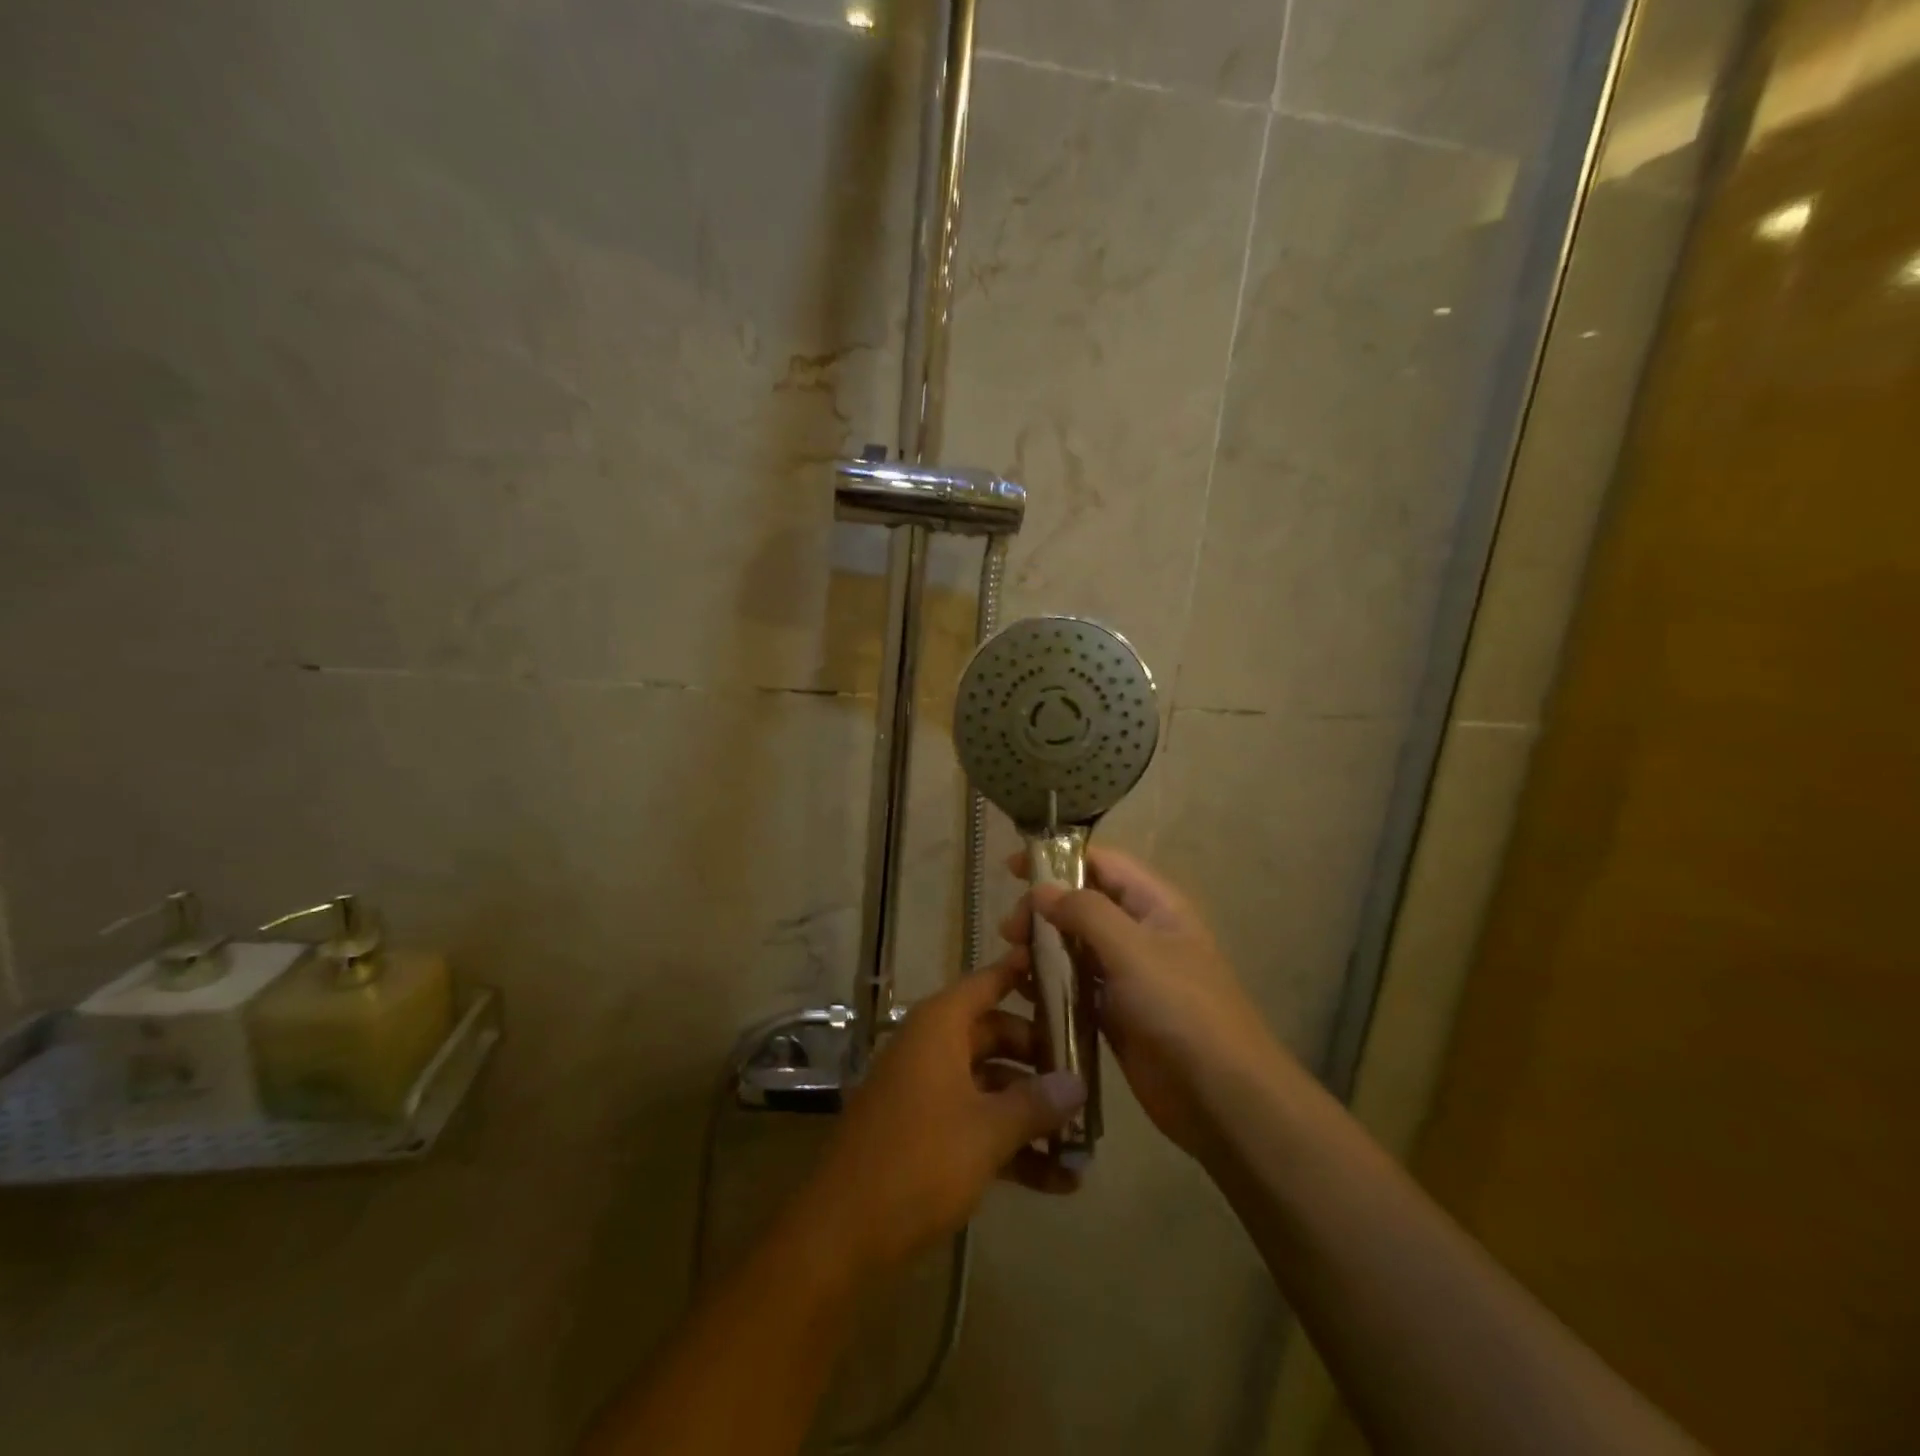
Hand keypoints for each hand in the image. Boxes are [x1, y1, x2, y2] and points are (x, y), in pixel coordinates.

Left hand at [799, 951, 1087, 1276]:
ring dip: (1032, 1111)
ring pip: (991, 1084)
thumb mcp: (987, 1131)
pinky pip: (976, 1122)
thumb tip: (1078, 1083)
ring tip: (1085, 1140)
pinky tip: (1057, 1180)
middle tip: (1089, 1078)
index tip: (1067, 971)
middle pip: (997, 1035)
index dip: (1024, 972)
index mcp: (940, 1027)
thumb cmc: (919, 1161)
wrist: (842, 1234)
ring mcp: (927, 1091)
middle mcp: (932, 1048)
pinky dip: (1010, 1143)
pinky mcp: (924, 1133)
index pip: (988, 982)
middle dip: (1043, 1059)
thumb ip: (1036, 1103)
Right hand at [1001, 847, 1289, 1162]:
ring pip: (1075, 946)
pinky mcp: (1115, 1013)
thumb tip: (1041, 889)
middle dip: (1043, 909)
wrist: (1221, 1097)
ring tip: (1011, 962)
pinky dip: (1049, 983)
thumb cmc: (1181, 1009)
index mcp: (1155, 905)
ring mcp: (1127, 975)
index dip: (1057, 859)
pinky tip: (1024, 991)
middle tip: (1009, 931)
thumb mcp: (1133, 950)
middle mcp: (1140, 933)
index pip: (1102, 863)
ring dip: (1042, 947)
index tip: (1011, 868)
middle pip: (1082, 904)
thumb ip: (1085, 912)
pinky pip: (1075, 986)